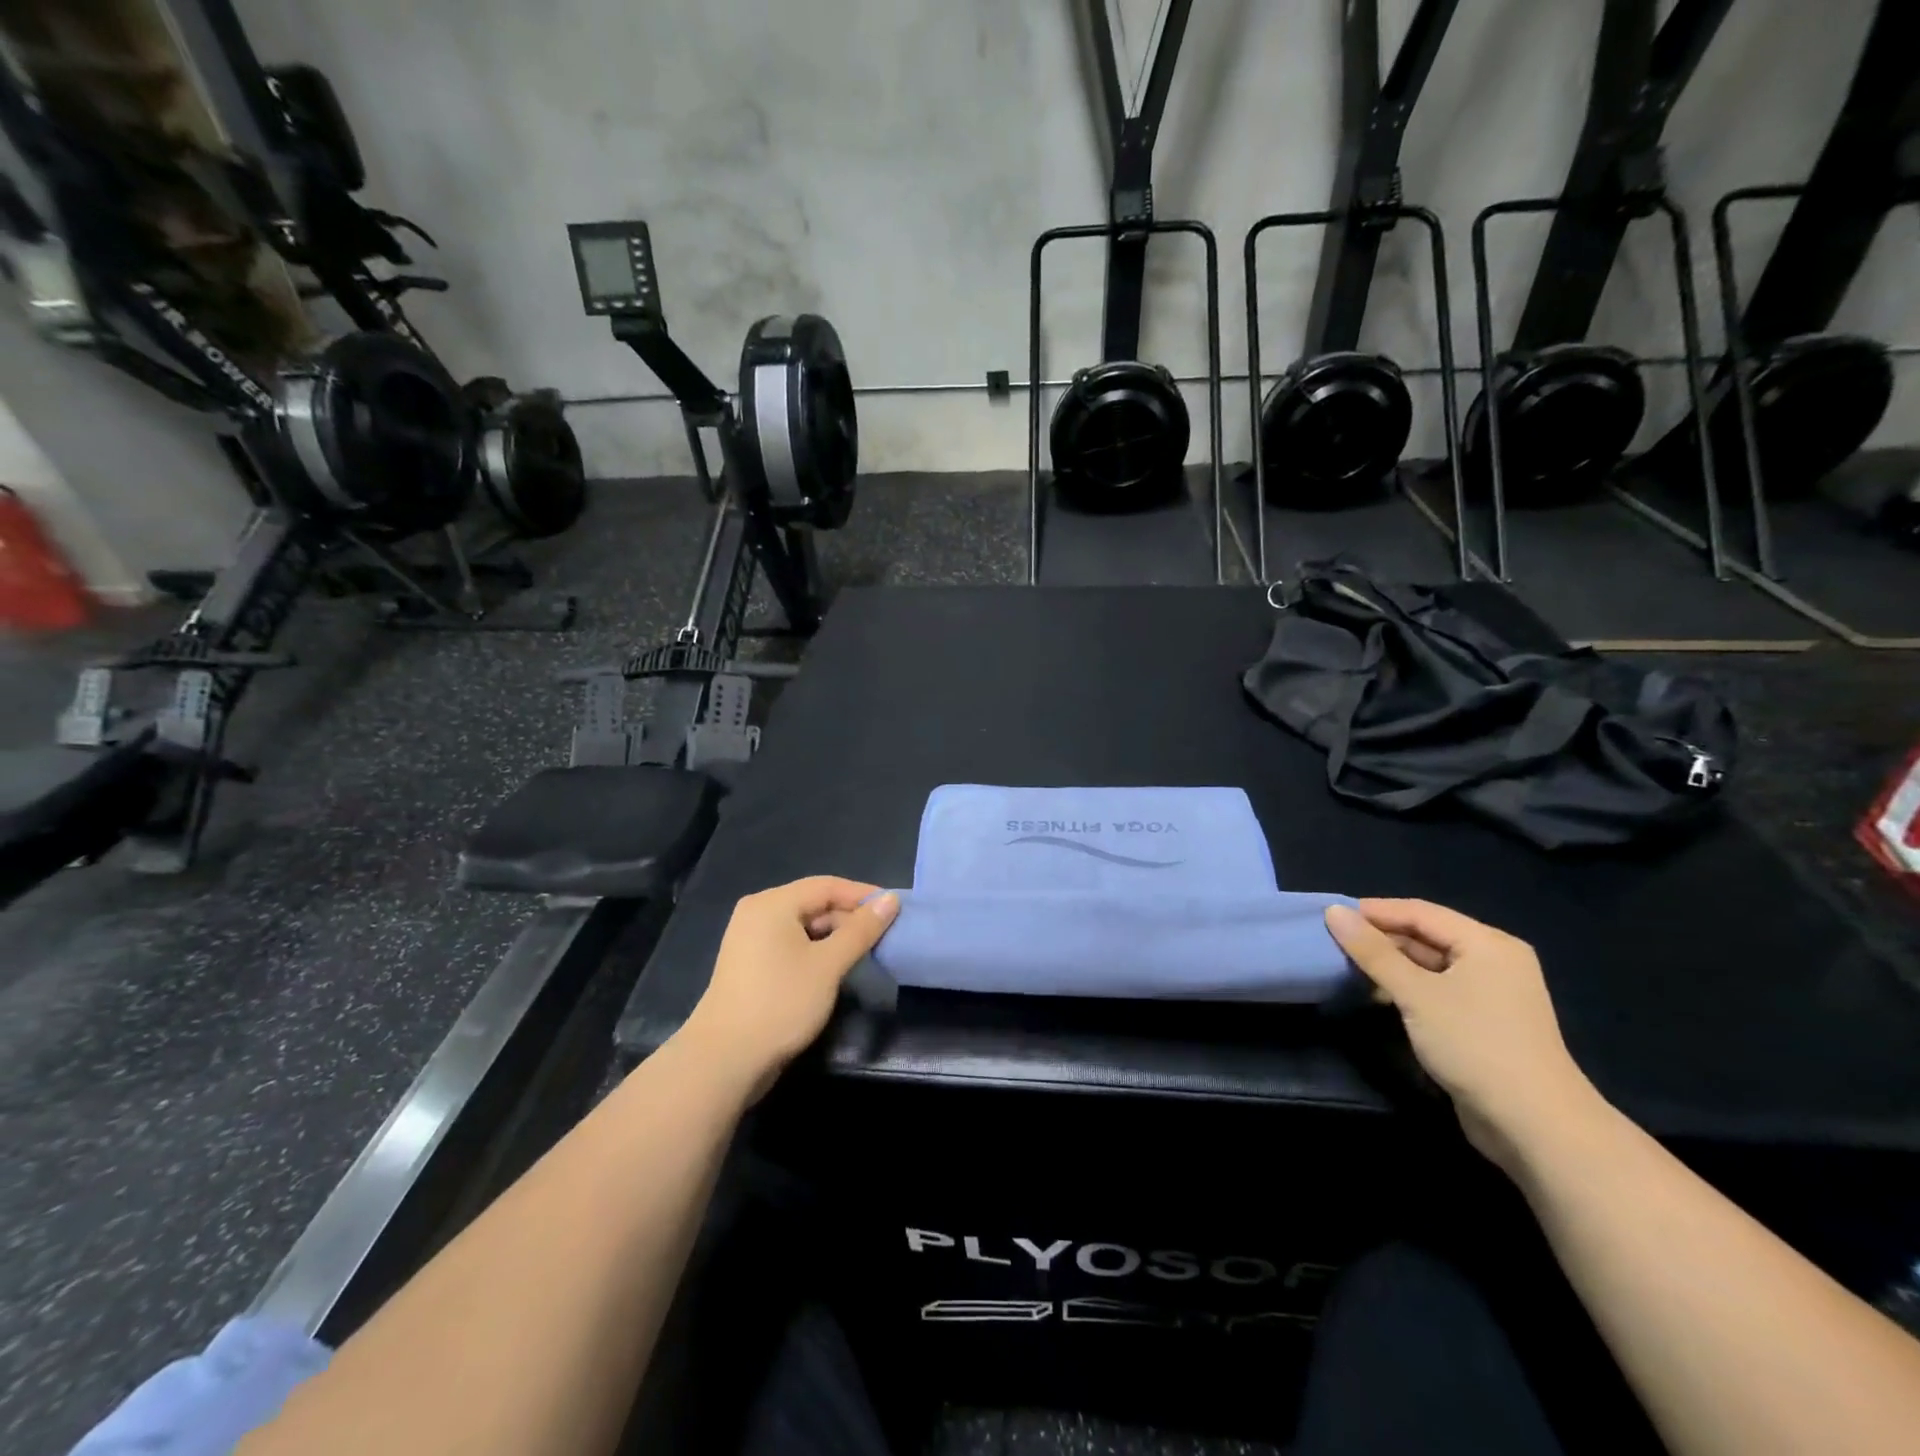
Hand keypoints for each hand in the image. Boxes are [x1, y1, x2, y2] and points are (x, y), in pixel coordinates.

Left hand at [683, 877, 898, 1100]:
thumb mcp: (829, 964)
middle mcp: (758, 913)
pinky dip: (815, 950)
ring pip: (803, 926)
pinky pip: (790, 944)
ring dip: (835, 936)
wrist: (725, 1059)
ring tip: (866, 952)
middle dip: (849, 918)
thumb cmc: (781, 1002)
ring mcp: (750, 939)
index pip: (827, 885)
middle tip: (884, 936)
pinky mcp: (750, 964)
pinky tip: (835, 968)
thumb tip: (891, 899)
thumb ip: (861, 930)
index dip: (863, 895)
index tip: (895, 909)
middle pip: (814, 903)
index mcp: (773, 903)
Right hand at [1325, 899, 1602, 1175]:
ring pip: (1431, 964)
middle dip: (1381, 938)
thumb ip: (1373, 952)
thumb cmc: (1474, 1044)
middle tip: (1334, 942)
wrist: (1535, 1126)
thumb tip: (1334, 912)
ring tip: (1348, 967)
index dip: (1374, 911)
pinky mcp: (1486, 1022)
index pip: (1420, 912)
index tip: (1330, 916)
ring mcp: (1493, 993)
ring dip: (1391, 965)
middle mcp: (1494, 961)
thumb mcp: (1415, 993)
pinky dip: (1408, 988)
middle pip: (1427, 935)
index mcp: (1487, 943)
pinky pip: (1439, 989)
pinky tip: (1379, 996)